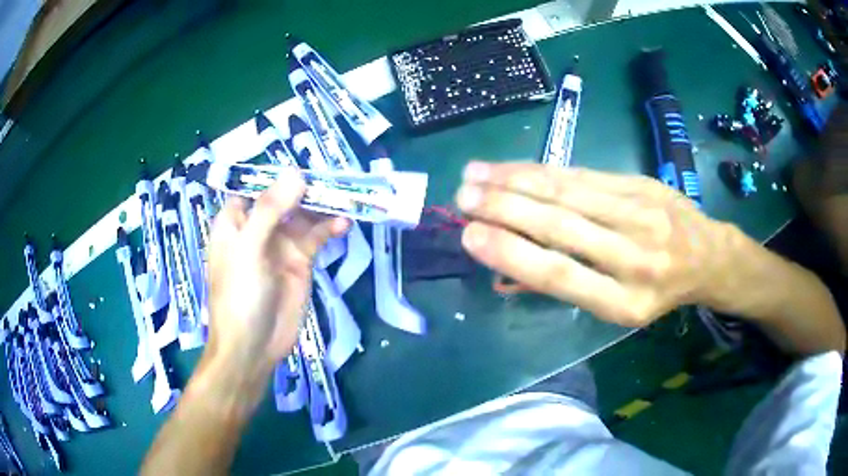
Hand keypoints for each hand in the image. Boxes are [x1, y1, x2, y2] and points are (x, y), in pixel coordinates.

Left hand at [205, 168, 347, 384]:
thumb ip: (269, 209)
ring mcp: (280, 245)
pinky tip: (344, 224)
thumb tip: (296, 173)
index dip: (278, 175)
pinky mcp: (300, 262)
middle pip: (284, 198)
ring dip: (322, 207)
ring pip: (303, 216)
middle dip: (307, 188)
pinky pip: (316, 238)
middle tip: (335, 178)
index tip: (304, 164)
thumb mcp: (248, 249)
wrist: (252, 346)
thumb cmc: (239, 295)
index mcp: (236, 221)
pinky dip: (329, 229)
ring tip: (346, 198)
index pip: (256, 187)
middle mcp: (258, 228)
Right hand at [456, 162, 740, 326]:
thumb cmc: (658, 291)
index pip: (560, 276)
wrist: (708, 256)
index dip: (512, 255)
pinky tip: (513, 166)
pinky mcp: (641, 184)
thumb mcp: (619, 307)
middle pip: (560, 226)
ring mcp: (641, 214)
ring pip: (568, 192)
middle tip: (462, 197)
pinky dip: (542, 170)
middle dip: (504, 208)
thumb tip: (506, 273)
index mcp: (625, 303)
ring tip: (475, 174)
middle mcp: (634, 258)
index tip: (470, 236)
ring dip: (515, 180)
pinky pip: (583, 174)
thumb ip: (567, 285)